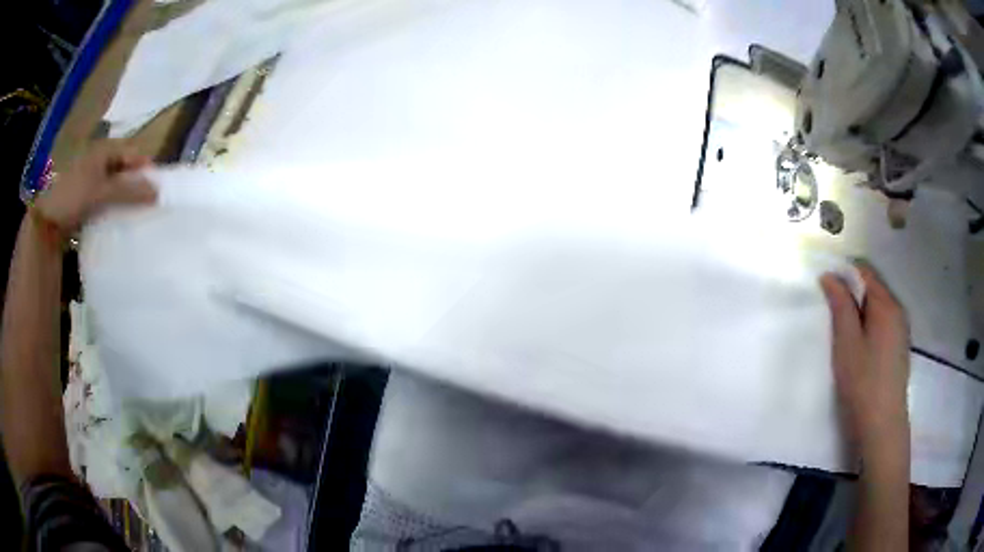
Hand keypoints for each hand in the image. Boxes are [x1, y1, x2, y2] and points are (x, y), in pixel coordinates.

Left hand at [34, 140, 156, 233]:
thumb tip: (157, 192)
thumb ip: (128, 191)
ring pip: (115, 184)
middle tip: (149, 201)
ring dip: (124, 196)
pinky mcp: (85, 197)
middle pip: (124, 168)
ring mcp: (90, 178)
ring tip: (135, 212)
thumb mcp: (102, 192)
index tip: (158, 186)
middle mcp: (98, 159)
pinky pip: (105, 197)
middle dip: (136, 182)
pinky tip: (117, 218)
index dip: (145, 167)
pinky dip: (113, 205)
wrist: (47, 222)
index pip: (132, 152)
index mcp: (103, 150)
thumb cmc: (73, 197)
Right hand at [820, 263, 909, 455]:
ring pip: (877, 307)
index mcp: (886, 304)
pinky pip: (883, 323)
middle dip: (852, 293)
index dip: (844, 273)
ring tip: (843, 330)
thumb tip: (830, 275)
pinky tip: (859, 345)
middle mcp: (898, 310)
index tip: (825, 286)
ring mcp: (901, 329)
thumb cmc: (863, 383)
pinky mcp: (899, 347)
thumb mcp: (847, 343)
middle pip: (872, 287)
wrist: (882, 425)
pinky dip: (869, 324)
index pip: (864, 271)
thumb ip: (840, 306)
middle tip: (830, 312)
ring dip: (860, 310)